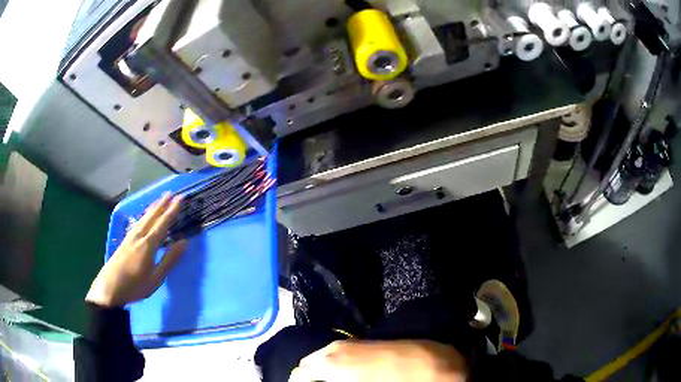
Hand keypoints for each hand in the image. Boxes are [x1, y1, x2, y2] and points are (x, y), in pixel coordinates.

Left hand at [86, 194, 186, 307]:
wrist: (109, 288)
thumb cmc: (135, 286)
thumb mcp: (156, 278)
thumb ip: (170, 260)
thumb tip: (184, 242)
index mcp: (148, 244)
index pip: (162, 224)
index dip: (172, 211)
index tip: (180, 199)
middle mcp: (139, 236)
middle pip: (152, 217)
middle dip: (162, 205)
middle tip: (171, 193)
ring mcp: (130, 237)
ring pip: (143, 218)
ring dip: (153, 208)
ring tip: (160, 199)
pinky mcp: (124, 241)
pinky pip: (137, 222)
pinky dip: (144, 215)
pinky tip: (144, 216)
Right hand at [289, 340, 468, 381]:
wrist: (429, 362)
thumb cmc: (394, 381)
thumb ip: (330, 381)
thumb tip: (324, 381)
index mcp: (329, 363)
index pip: (298, 376)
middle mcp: (332, 350)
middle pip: (304, 366)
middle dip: (306, 379)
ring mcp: (346, 344)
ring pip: (318, 359)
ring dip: (317, 373)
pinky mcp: (359, 343)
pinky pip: (332, 356)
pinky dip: (329, 367)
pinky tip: (341, 377)